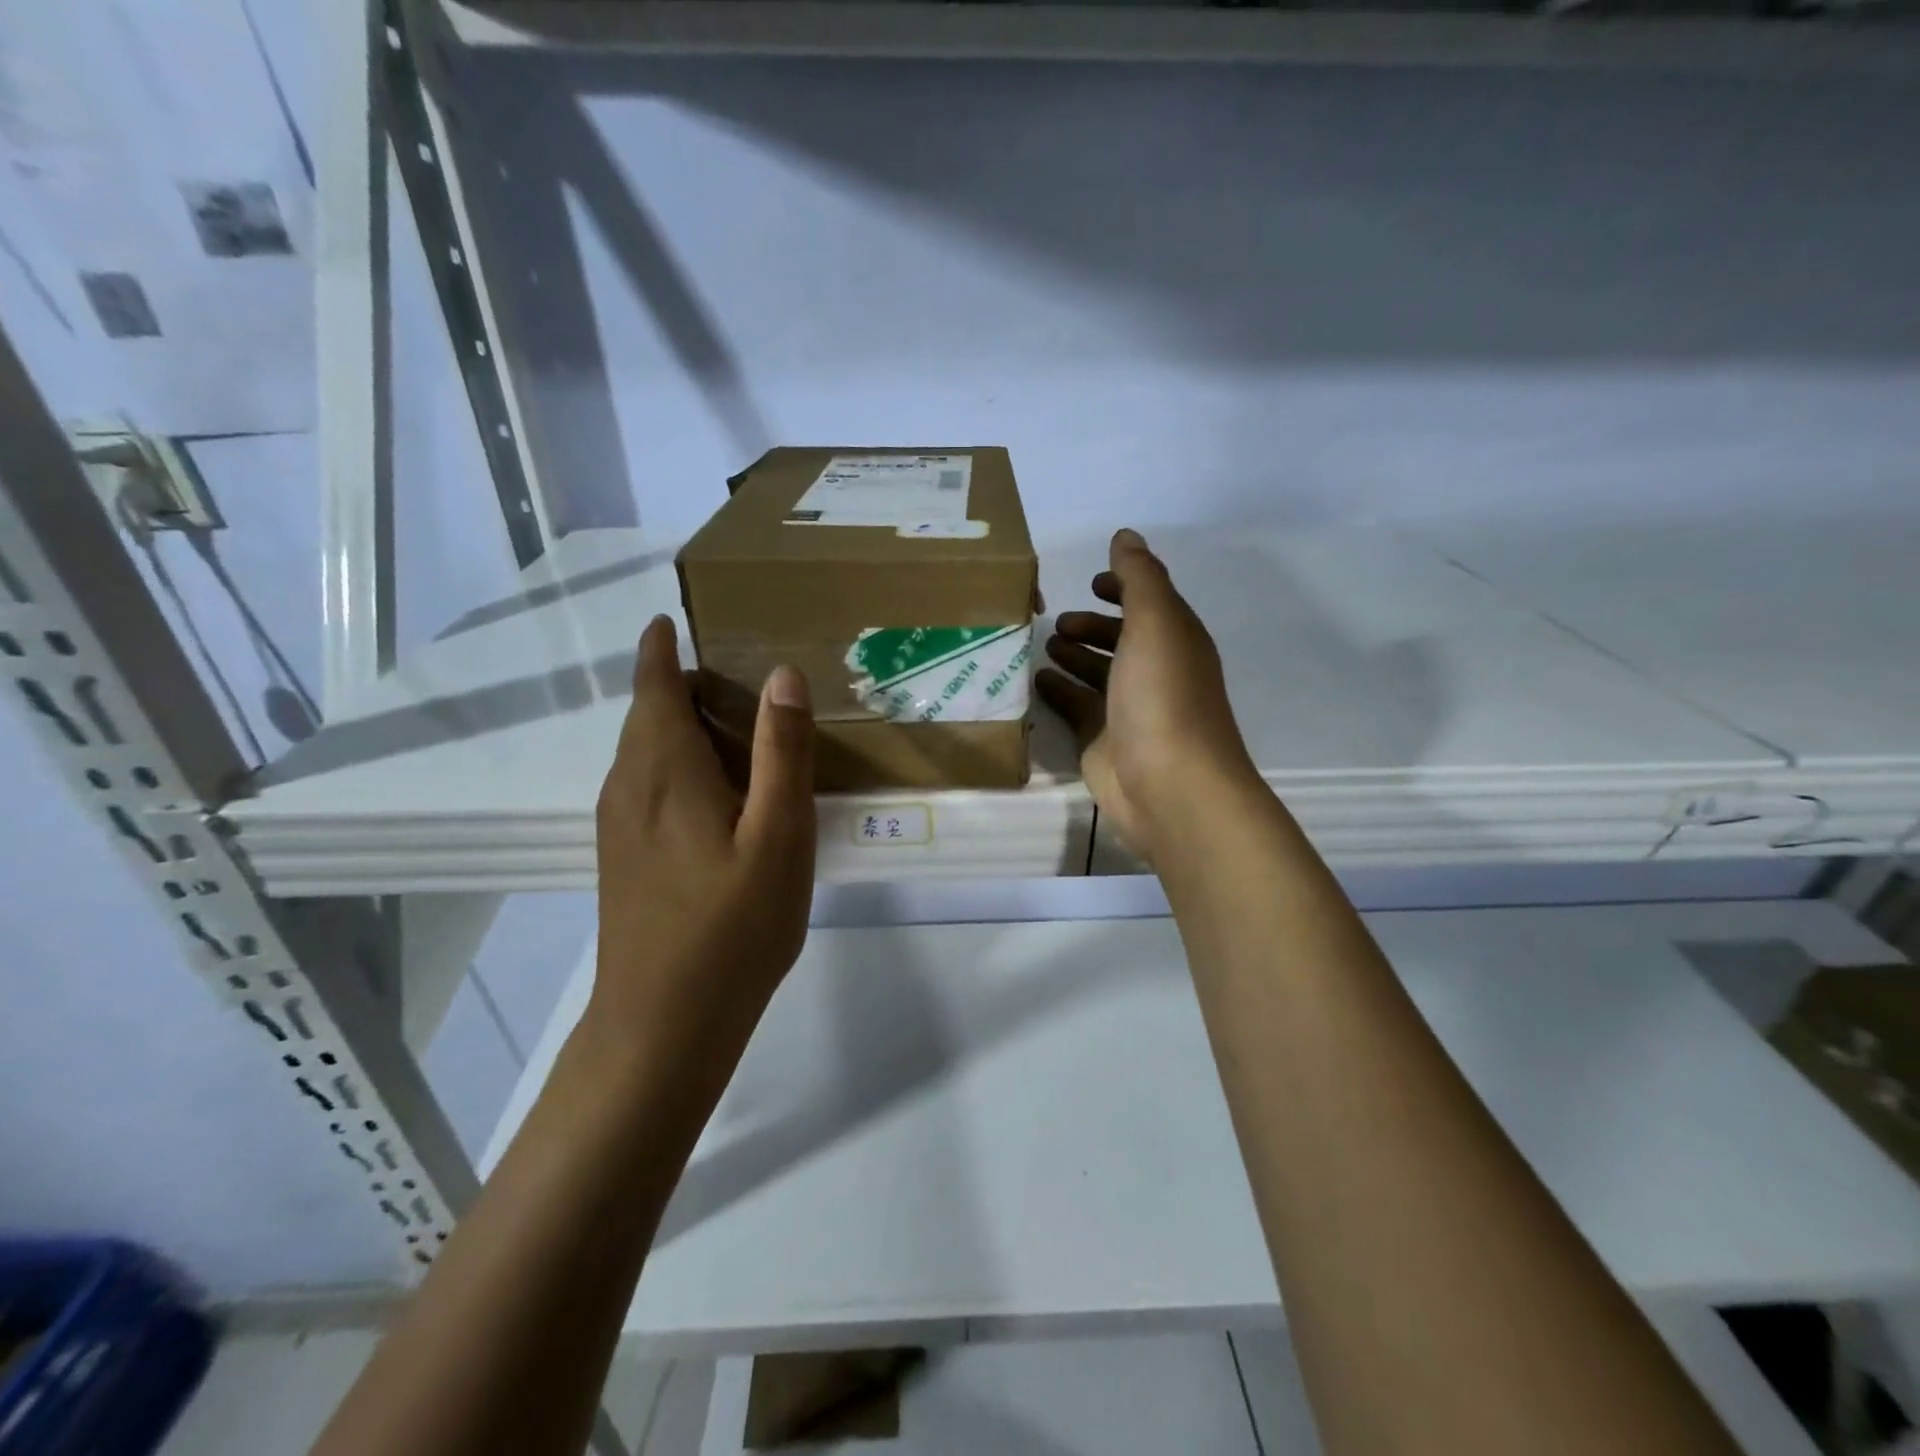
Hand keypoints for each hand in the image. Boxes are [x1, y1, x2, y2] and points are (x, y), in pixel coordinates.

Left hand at [589, 615, 815, 1060]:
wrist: (663, 1025)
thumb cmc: (731, 926)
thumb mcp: (778, 834)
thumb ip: (782, 752)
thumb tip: (782, 673)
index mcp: (664, 770)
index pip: (652, 686)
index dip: (661, 649)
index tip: (674, 620)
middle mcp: (629, 787)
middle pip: (646, 716)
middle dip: (677, 684)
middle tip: (734, 672)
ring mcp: (620, 827)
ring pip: (644, 753)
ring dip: (677, 725)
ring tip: (731, 722)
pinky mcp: (624, 858)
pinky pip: (645, 786)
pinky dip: (675, 763)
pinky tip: (715, 791)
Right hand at [1037, 529, 1257, 865]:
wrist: (1167, 784)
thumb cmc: (1162, 696)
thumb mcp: (1155, 623)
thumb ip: (1139, 577)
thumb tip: (1126, 536)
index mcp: (1175, 641)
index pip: (1149, 604)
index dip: (1124, 589)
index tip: (1092, 581)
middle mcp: (1154, 672)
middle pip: (1121, 640)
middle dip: (1092, 626)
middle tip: (1058, 622)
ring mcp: (1127, 709)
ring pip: (1097, 674)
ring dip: (1074, 657)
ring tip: (1043, 645)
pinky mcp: (1102, 740)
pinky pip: (1076, 707)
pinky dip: (1059, 692)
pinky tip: (1036, 681)